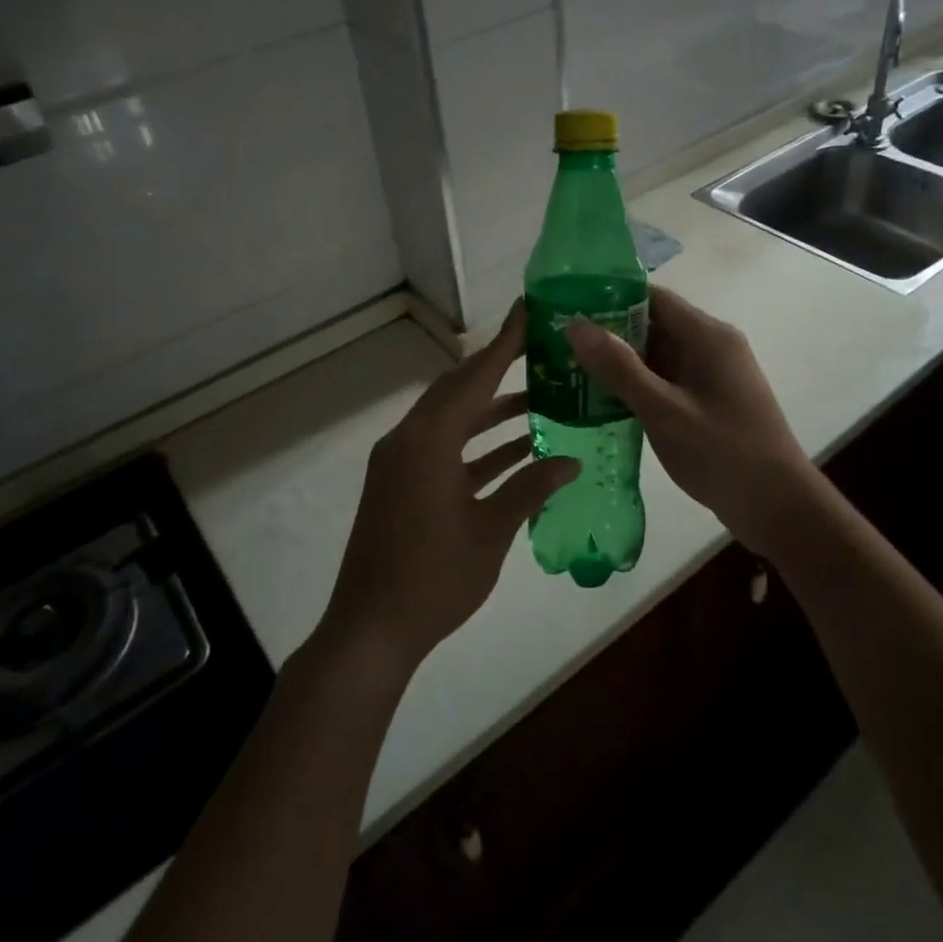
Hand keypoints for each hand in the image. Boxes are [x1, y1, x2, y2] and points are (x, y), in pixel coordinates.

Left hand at [318, 303, 580, 676]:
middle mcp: (408, 440)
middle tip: (539, 348)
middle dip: (498, 368)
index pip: (474, 378)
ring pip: (451, 420)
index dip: (504, 343)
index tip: (528, 311)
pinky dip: (476, 444)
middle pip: (458, 390)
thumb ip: (530, 488)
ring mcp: (400, 463)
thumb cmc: (433, 580)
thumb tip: (571, 460)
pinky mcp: (399, 484)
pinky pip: (443, 448)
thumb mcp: (491, 532)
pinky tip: (515, 448)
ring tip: (539, 397)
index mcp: (427, 442)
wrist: (370, 630)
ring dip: (491, 410)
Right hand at [567, 288, 818, 550]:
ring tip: (569, 370)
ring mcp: (712, 375)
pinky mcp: (709, 401)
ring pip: (657, 355)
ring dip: (620, 362)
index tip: (566, 306)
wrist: (778, 507)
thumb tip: (575, 324)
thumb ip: (619, 367)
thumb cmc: (722, 452)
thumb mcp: (663, 410)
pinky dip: (637, 386)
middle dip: (608, 333)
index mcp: (706, 335)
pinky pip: (667, 380)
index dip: (608, 297)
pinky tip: (602, 401)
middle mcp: (711, 346)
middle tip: (558, 343)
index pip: (651, 297)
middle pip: (652, 324)